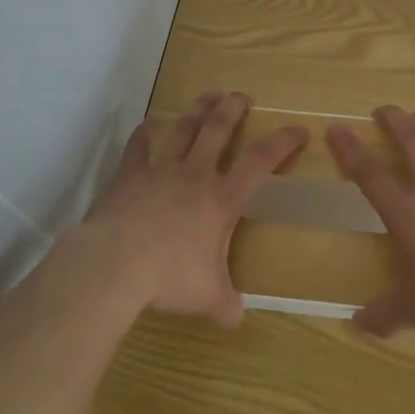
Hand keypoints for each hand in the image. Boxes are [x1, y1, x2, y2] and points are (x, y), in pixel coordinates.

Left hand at [86, 92, 306, 326]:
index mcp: (220, 200)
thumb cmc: (169, 276)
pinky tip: (146, 126)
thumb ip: (226, 304)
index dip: (281, 143)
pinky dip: (143, 135)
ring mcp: (160, 171)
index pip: (260, 162)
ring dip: (197, 110)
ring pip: (183, 130)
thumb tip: (236, 318)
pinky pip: (138, 149)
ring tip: (208, 95)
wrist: (115, 263)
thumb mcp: (208, 297)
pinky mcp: (129, 176)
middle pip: (218, 130)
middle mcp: (194, 175)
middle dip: (233, 109)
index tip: (298, 129)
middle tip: (242, 96)